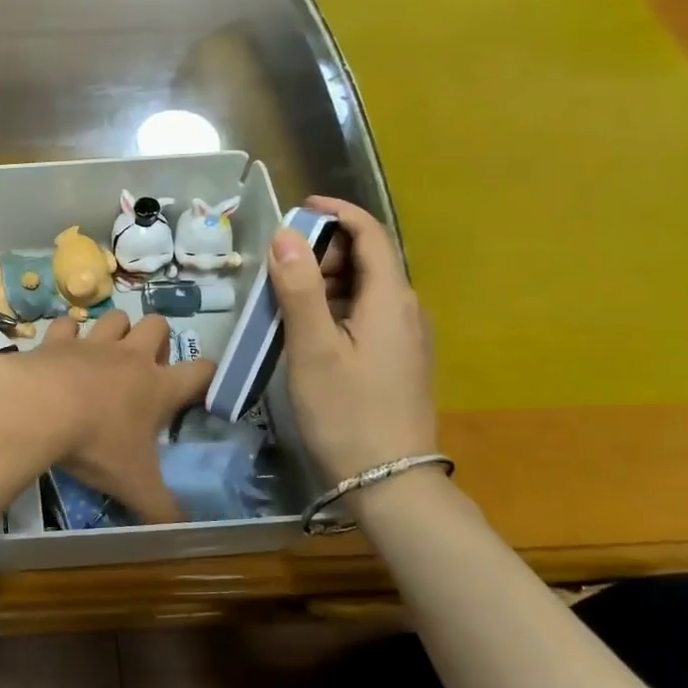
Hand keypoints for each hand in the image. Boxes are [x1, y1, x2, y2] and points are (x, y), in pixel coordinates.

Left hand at [15, 311, 213, 523]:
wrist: (38, 409)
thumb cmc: (95, 445)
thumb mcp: (133, 485)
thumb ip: (161, 509)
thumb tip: (182, 531)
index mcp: (158, 387)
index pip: (201, 370)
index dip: (207, 375)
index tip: (202, 387)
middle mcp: (129, 357)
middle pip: (158, 324)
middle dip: (157, 339)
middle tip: (145, 368)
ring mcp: (91, 344)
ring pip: (116, 316)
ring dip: (116, 330)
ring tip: (106, 354)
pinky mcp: (55, 340)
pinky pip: (66, 324)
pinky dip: (65, 334)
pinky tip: (60, 350)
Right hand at [268, 196, 436, 480]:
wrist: (390, 481)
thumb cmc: (346, 411)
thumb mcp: (313, 348)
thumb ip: (300, 288)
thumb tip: (286, 234)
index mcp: (391, 299)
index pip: (371, 234)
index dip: (338, 212)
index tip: (300, 206)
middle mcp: (408, 310)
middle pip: (369, 259)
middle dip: (325, 250)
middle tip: (280, 268)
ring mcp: (407, 338)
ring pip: (367, 289)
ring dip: (327, 281)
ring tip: (285, 300)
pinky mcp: (399, 360)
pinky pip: (368, 315)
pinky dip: (337, 307)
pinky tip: (309, 330)